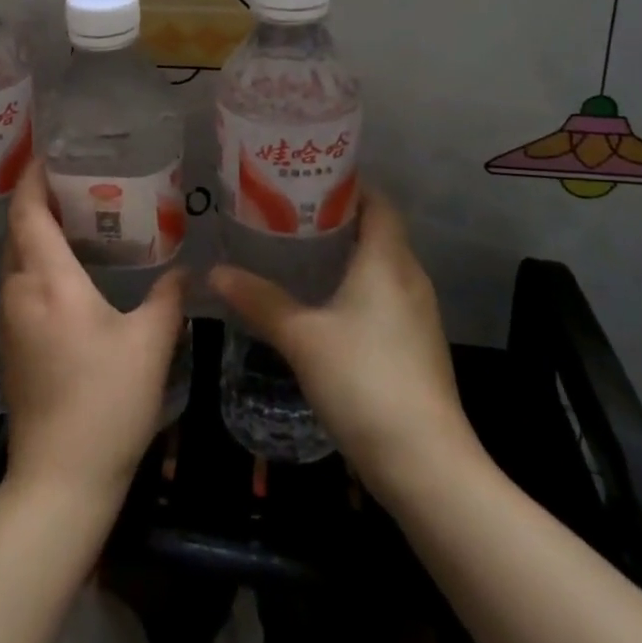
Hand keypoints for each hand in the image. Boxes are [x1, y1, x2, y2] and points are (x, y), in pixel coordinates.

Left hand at [0, 162, 186, 506]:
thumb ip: (168, 298)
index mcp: (48, 282)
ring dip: (36, 232)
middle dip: (37, 200)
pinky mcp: (11, 344)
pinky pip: (19, 284)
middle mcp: (18, 292)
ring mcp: (9, 320)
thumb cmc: (106, 402)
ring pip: (16, 259)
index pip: (29, 213)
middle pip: (17, 231)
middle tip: (75, 180)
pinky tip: (68, 270)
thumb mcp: (150, 344)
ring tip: (76, 216)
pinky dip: (37, 262)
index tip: (48, 153)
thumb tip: (185, 269)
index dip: (33, 178)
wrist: (59, 478)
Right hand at [209, 187, 478, 495]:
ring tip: (298, 250)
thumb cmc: (364, 381)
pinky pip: (385, 294)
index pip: (377, 201)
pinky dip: (356, 284)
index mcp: (388, 261)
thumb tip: (214, 272)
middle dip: (337, 216)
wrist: (426, 464)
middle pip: (379, 230)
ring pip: (382, 265)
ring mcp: (419, 314)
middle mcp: (410, 278)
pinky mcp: (417, 345)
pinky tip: (323, 302)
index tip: (306, 178)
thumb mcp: (301, 338)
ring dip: (346, 253)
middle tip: (288, 211)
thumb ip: (259, 301)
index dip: (347, 183)